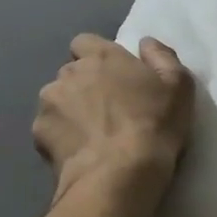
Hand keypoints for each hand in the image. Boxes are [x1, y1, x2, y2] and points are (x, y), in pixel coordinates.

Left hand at [33, 34, 194, 201]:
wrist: (118, 175)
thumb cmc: (153, 125)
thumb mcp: (179, 87)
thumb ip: (161, 57)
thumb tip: (145, 43)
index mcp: (102, 56)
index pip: (84, 42)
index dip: (95, 56)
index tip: (112, 76)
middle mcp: (69, 72)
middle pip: (71, 72)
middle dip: (84, 85)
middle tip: (106, 109)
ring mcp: (49, 102)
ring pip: (56, 99)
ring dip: (69, 109)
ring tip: (89, 134)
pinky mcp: (38, 132)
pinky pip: (48, 128)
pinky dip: (59, 136)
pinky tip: (77, 152)